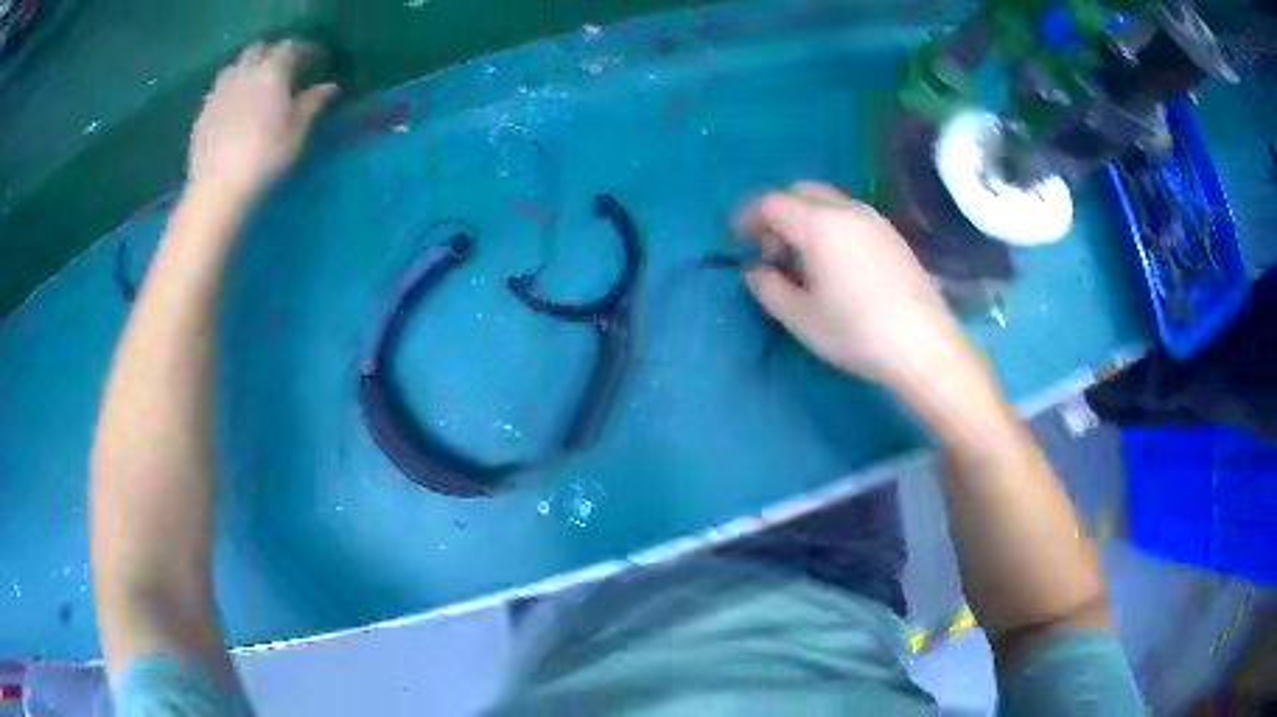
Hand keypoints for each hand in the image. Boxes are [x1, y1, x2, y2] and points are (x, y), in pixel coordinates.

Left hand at [188, 41, 338, 202]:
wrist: (216, 191)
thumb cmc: (264, 159)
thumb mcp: (297, 133)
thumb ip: (313, 103)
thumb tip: (329, 86)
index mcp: (271, 72)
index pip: (291, 47)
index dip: (305, 50)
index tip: (316, 60)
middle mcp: (244, 73)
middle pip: (258, 49)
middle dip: (272, 53)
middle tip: (283, 69)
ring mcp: (219, 93)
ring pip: (234, 66)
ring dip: (247, 69)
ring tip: (254, 86)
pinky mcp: (202, 115)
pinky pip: (218, 91)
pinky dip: (229, 91)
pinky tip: (233, 108)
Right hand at [739, 182, 971, 389]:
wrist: (922, 345)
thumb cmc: (855, 332)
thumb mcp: (800, 317)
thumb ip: (768, 288)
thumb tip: (755, 270)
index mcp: (818, 225)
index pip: (772, 203)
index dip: (748, 217)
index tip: (739, 240)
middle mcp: (847, 210)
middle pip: (801, 191)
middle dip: (779, 213)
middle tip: (773, 251)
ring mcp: (875, 220)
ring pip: (828, 202)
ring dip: (806, 220)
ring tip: (806, 262)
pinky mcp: (893, 236)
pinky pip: (851, 216)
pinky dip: (831, 227)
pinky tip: (838, 266)